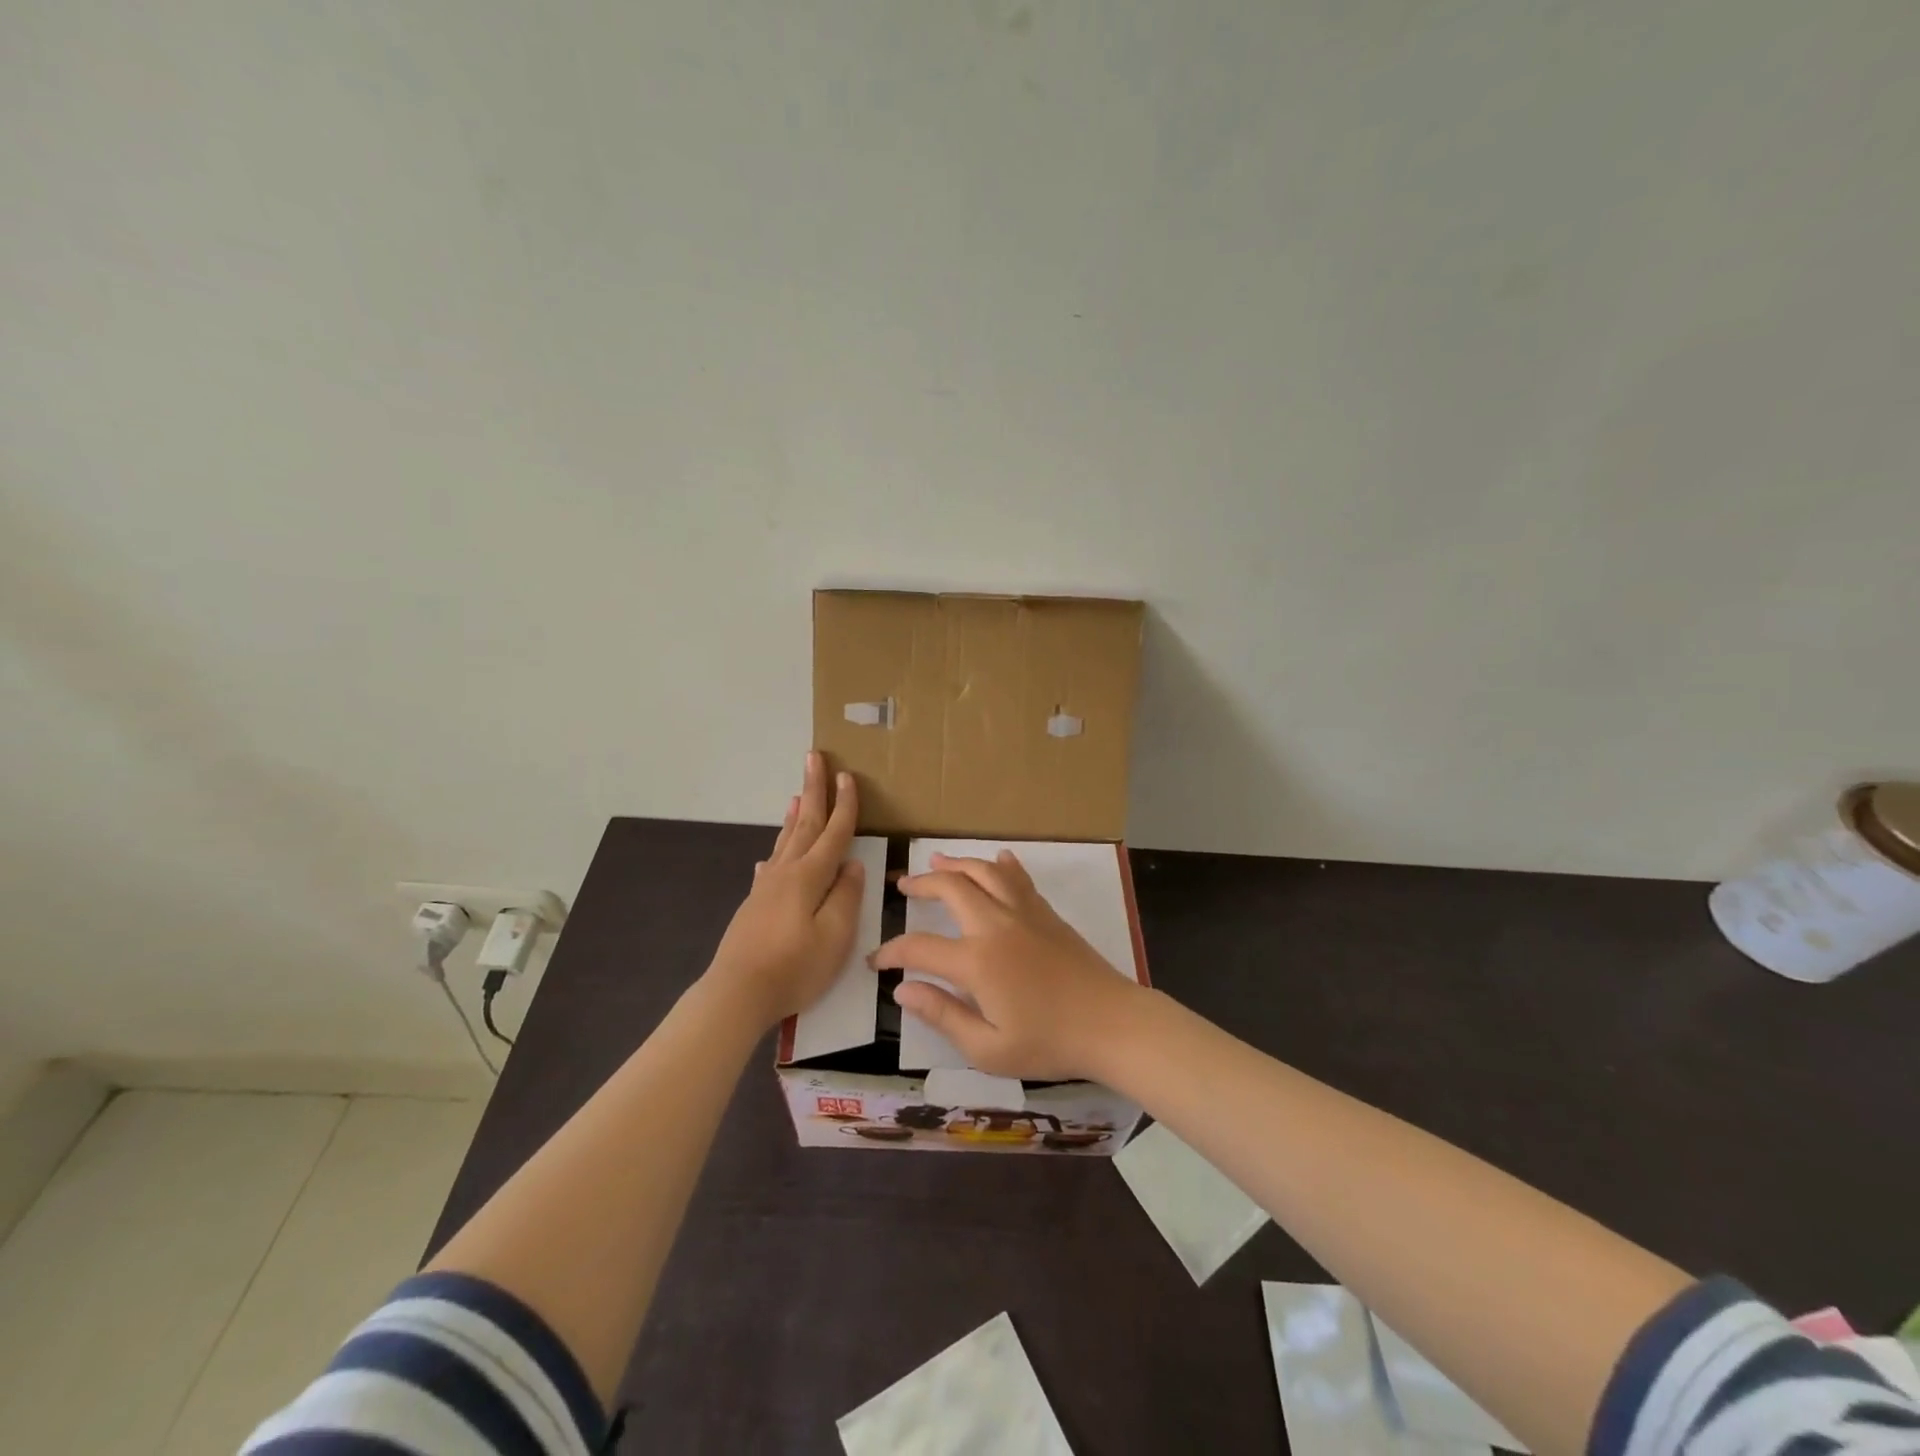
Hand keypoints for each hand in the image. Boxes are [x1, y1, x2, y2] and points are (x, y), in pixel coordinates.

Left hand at [707, 752, 865, 1027]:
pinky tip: (770, 856)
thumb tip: (851, 866)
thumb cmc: (794, 967)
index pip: (833, 832)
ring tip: (797, 795)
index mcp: (809, 876)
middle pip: (804, 824)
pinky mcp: (754, 905)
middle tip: (814, 758)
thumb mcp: (835, 936)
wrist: (737, 993)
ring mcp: (766, 887)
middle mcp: (786, 872)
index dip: (844, 805)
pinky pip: (770, 865)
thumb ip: (846, 896)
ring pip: (785, 841)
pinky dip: (776, 851)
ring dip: (794, 816)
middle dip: (813, 790)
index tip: (848, 775)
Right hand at [870, 851, 1146, 1081]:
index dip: (892, 952)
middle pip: (951, 888)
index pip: (919, 947)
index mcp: (977, 961)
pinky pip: (1019, 879)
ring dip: (958, 863)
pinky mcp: (1047, 914)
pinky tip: (999, 859)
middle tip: (903, 885)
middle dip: (922, 883)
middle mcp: (996, 925)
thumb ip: (942, 1016)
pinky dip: (1003, 866)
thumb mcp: (987, 1049)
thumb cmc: (1049, 1043)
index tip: (876, 961)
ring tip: (938, 860)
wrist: (1111, 1024)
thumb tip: (903, 990)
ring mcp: (1024, 913)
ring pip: (985, 872)